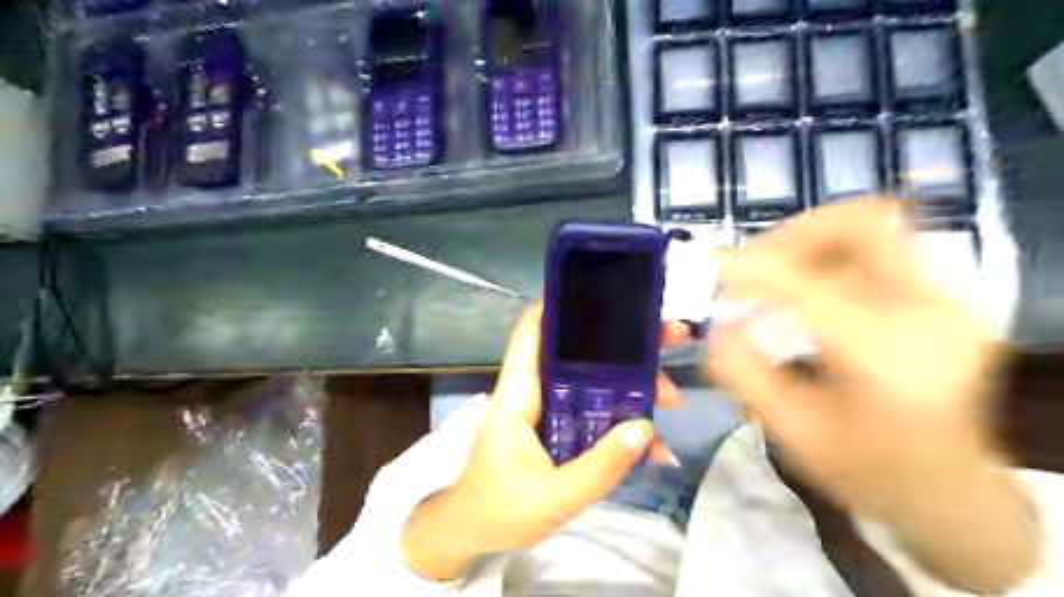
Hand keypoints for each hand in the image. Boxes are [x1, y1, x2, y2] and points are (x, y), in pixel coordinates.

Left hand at [402, 304, 690, 579]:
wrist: (470, 533)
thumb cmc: (497, 509)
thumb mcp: (552, 497)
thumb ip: (598, 468)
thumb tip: (645, 427)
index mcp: (519, 392)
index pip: (533, 330)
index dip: (562, 303)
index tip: (608, 290)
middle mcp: (535, 390)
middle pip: (579, 351)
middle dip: (625, 345)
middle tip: (670, 340)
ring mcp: (549, 409)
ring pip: (594, 382)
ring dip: (633, 384)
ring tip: (670, 400)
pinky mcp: (559, 429)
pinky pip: (595, 414)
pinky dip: (622, 421)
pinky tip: (653, 444)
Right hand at [705, 200, 1040, 592]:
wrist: (951, 492)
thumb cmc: (867, 470)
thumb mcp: (791, 431)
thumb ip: (744, 372)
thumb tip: (715, 325)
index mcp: (883, 354)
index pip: (805, 283)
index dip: (750, 266)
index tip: (710, 264)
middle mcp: (925, 312)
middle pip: (859, 225)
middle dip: (792, 235)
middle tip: (752, 265)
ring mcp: (943, 301)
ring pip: (870, 230)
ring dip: (810, 243)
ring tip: (773, 276)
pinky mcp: (940, 299)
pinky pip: (876, 252)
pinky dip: (829, 258)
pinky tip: (802, 290)